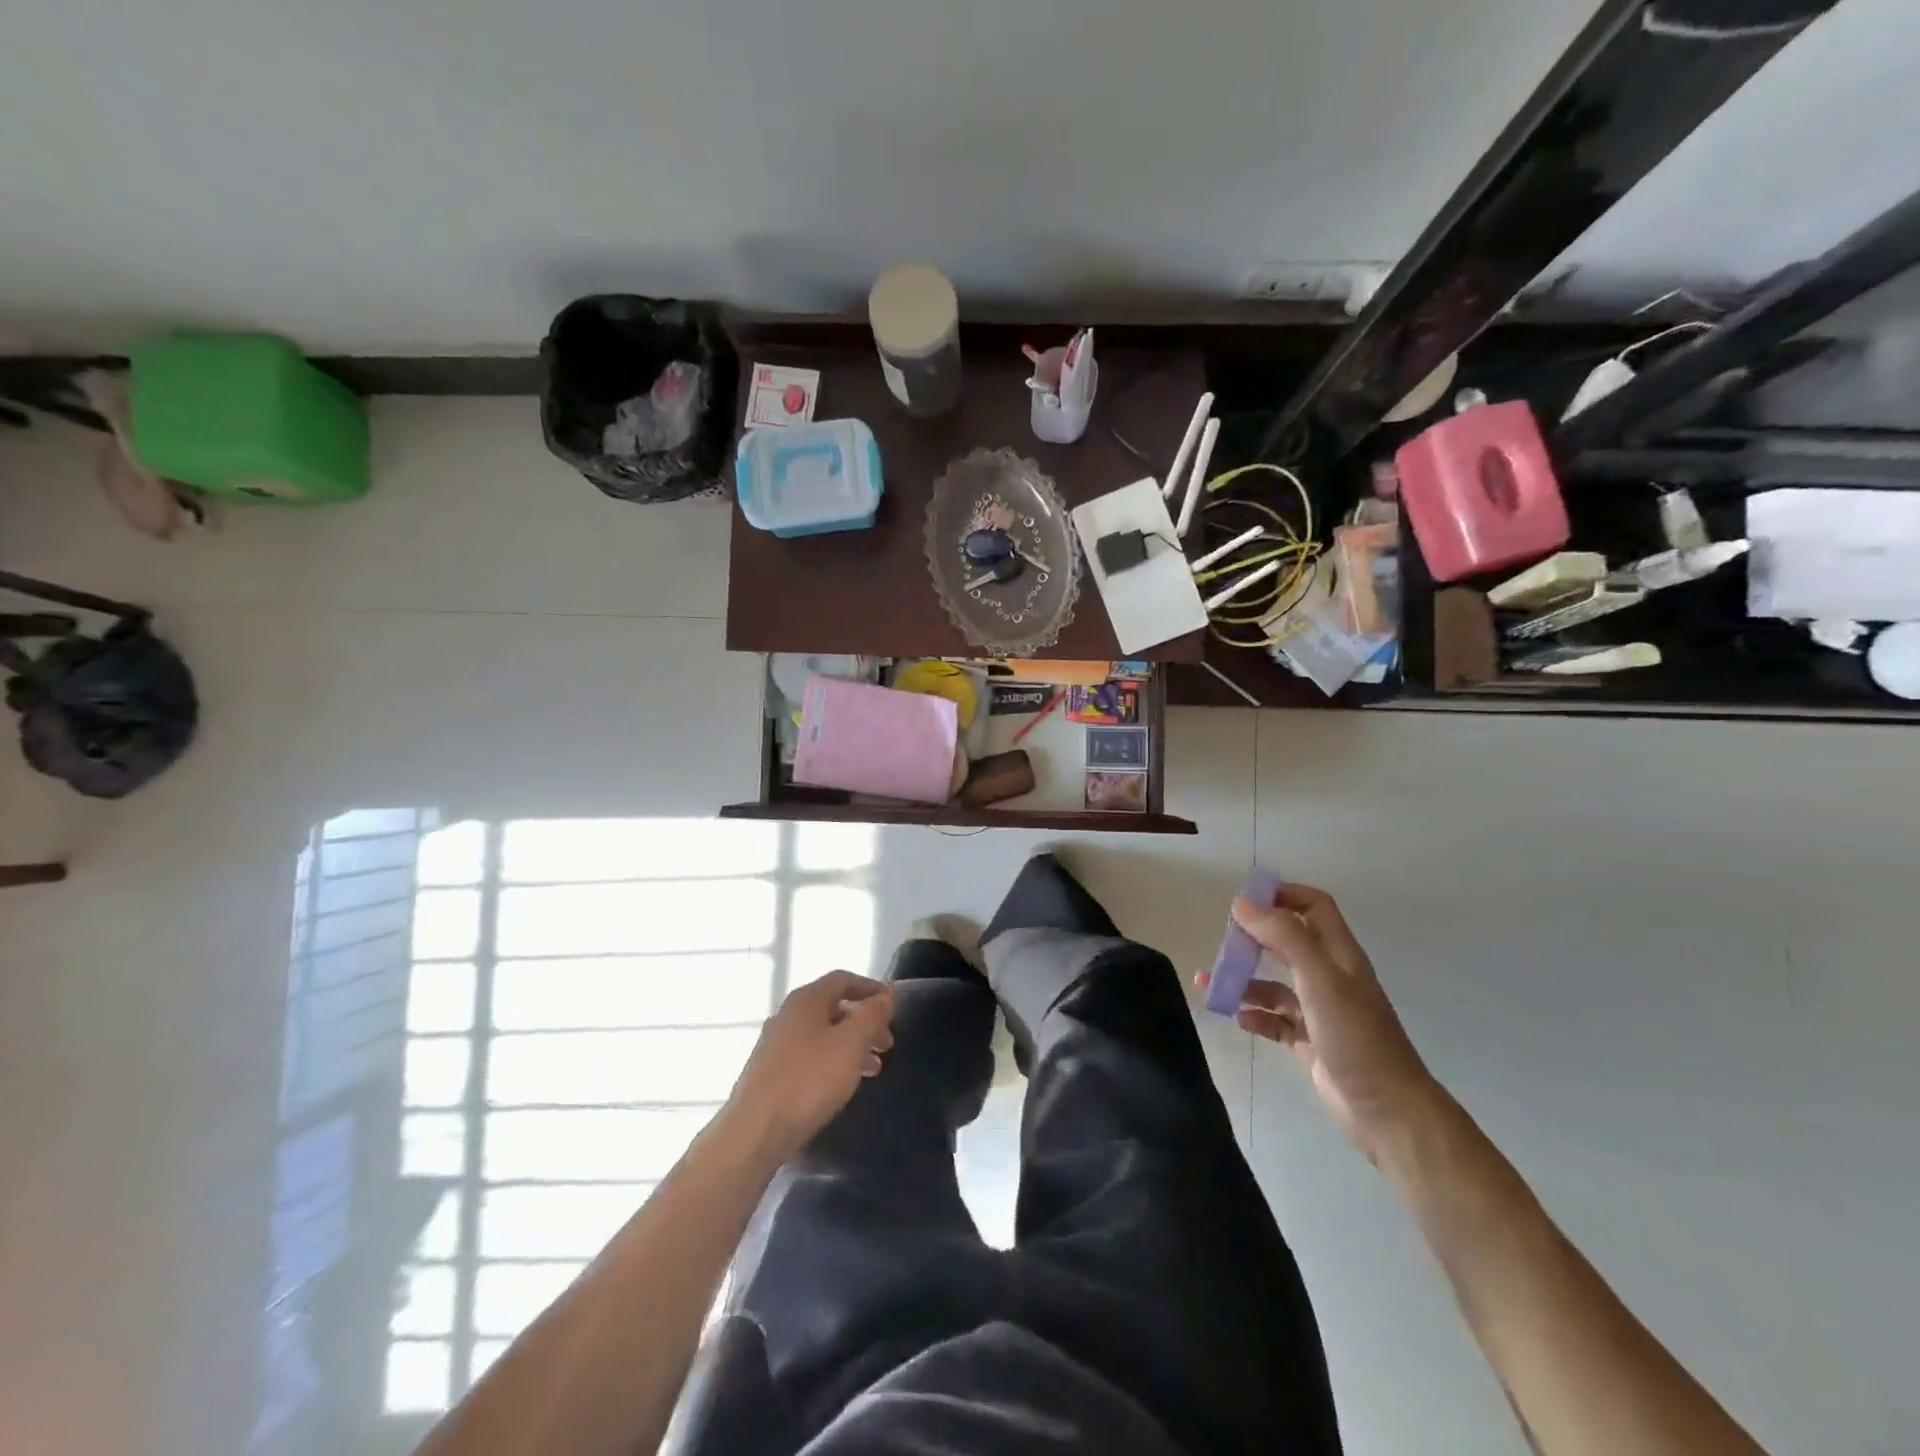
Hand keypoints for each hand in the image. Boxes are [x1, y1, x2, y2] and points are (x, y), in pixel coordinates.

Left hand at [725, 971, 895, 1162]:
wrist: (754, 1131)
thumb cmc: (809, 1080)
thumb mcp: (852, 1043)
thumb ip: (872, 1014)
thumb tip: (886, 993)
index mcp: (806, 1000)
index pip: (843, 979)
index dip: (871, 988)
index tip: (892, 1005)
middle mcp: (787, 1014)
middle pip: (833, 1008)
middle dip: (864, 1022)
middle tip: (887, 1044)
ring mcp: (775, 1044)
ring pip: (822, 1034)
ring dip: (851, 1045)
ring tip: (873, 1069)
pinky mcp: (769, 1072)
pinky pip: (809, 1055)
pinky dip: (832, 1061)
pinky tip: (841, 1085)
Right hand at [1198, 883, 1439, 1162]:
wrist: (1386, 1110)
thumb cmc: (1355, 1036)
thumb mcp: (1319, 978)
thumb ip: (1284, 936)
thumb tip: (1243, 904)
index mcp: (1339, 954)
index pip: (1313, 906)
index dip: (1283, 895)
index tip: (1245, 901)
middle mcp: (1329, 976)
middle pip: (1287, 942)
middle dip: (1254, 938)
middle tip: (1224, 943)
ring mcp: (1319, 1010)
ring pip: (1274, 983)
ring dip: (1244, 980)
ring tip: (1211, 985)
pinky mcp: (1309, 1040)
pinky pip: (1274, 1019)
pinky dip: (1254, 1015)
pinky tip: (1237, 1018)